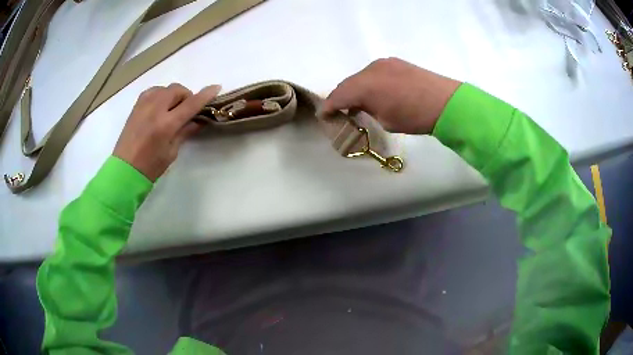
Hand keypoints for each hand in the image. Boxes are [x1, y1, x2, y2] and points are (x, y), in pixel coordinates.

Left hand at [113, 83, 220, 181]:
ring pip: (165, 88)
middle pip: (177, 90)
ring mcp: (143, 105)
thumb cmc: (150, 166)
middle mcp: (155, 109)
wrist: (124, 170)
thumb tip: (198, 121)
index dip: (205, 95)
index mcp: (166, 124)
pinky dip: (160, 94)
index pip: (190, 104)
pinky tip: (159, 106)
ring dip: (173, 94)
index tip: (216, 88)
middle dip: (186, 96)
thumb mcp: (171, 152)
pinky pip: (153, 91)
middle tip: (187, 109)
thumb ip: (185, 132)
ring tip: (172, 108)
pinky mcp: (136, 106)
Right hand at [320, 57, 461, 134]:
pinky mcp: (394, 62)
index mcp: (364, 86)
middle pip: (347, 84)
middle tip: (340, 110)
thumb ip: (367, 110)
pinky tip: (375, 91)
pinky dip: (369, 82)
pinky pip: (373, 72)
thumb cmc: (414, 117)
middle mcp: (369, 70)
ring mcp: (382, 63)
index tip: (324, 115)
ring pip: (360, 76)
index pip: (338, 96)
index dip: (329, 107)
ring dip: (356, 89)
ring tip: (358, 102)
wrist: (445, 102)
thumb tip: (361, 106)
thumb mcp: (385, 120)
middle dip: (342, 97)